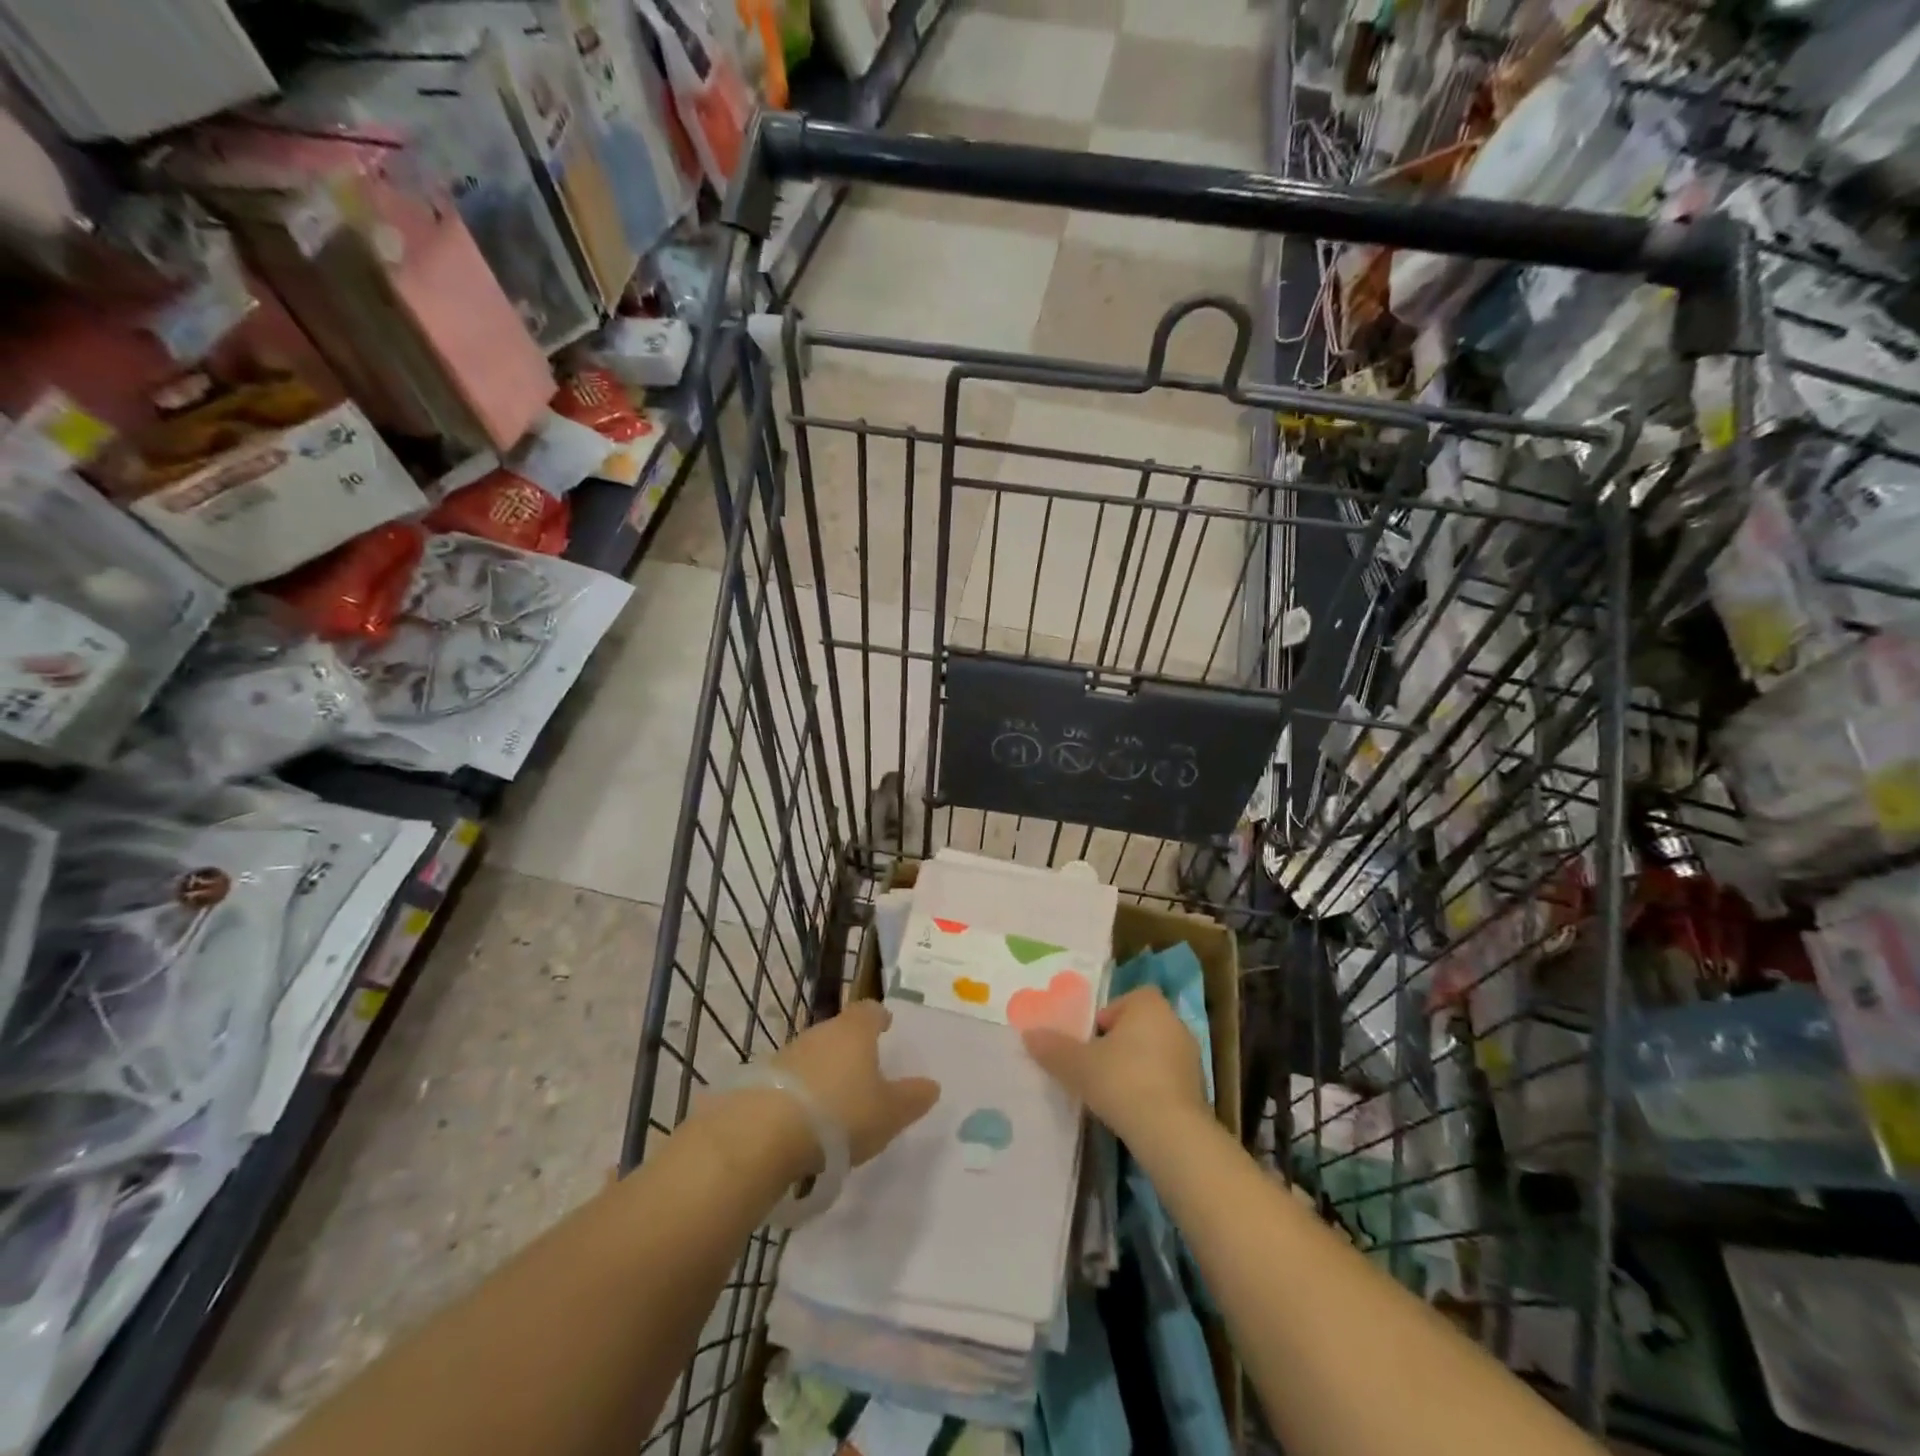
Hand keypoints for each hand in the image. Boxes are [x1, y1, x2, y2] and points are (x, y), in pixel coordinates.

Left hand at [771, 1001, 939, 1167]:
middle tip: (865, 1070)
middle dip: (852, 1047)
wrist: (764, 1132)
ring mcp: (789, 1053)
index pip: (870, 1010)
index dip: (880, 1017)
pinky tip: (806, 1118)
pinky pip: (792, 1079)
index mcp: (855, 1031)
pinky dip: (802, 1092)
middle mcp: (821, 1032)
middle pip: (840, 1030)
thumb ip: (912, 1098)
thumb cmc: (840, 1113)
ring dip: (825, 1070)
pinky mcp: (763, 1078)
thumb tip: (932, 1085)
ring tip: (836, 1100)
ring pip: (815, 1054)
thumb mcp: (889, 1112)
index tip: (886, 1026)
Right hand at [1023, 987, 1208, 1146]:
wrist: (1171, 1133)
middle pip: (1139, 1026)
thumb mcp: (1078, 1064)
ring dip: (1136, 1067)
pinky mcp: (1198, 1090)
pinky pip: (1167, 1079)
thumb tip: (1028, 1035)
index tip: (1091, 1041)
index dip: (1107, 1016)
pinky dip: (1151, 1089)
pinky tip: (1134, 1111)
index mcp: (1149, 1005)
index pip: (1126, 999)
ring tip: (1112, 1092)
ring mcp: (1190, 1057)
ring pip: (1154, 1053)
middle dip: (1119, 1043)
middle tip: (1096, 1066)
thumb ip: (1053, 1048)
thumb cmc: (1122, 1081)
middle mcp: (1174, 1022)